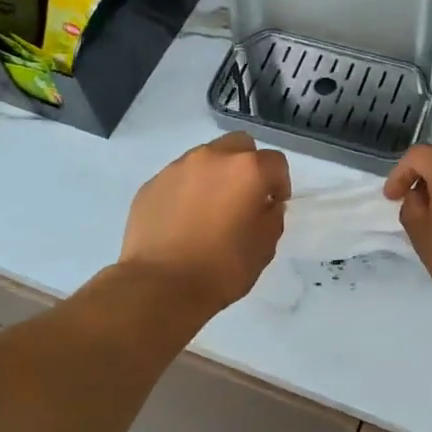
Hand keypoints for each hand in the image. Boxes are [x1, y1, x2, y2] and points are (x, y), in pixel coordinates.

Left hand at [120, 133, 290, 310]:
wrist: (160, 285)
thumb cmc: (222, 268)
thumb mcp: (264, 247)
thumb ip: (272, 217)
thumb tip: (266, 205)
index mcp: (247, 170)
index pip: (276, 162)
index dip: (279, 183)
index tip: (273, 205)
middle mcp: (212, 157)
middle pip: (239, 146)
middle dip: (247, 166)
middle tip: (243, 198)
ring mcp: (177, 167)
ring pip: (206, 158)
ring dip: (215, 176)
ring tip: (209, 210)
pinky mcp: (151, 184)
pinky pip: (178, 178)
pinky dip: (187, 190)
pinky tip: (183, 221)